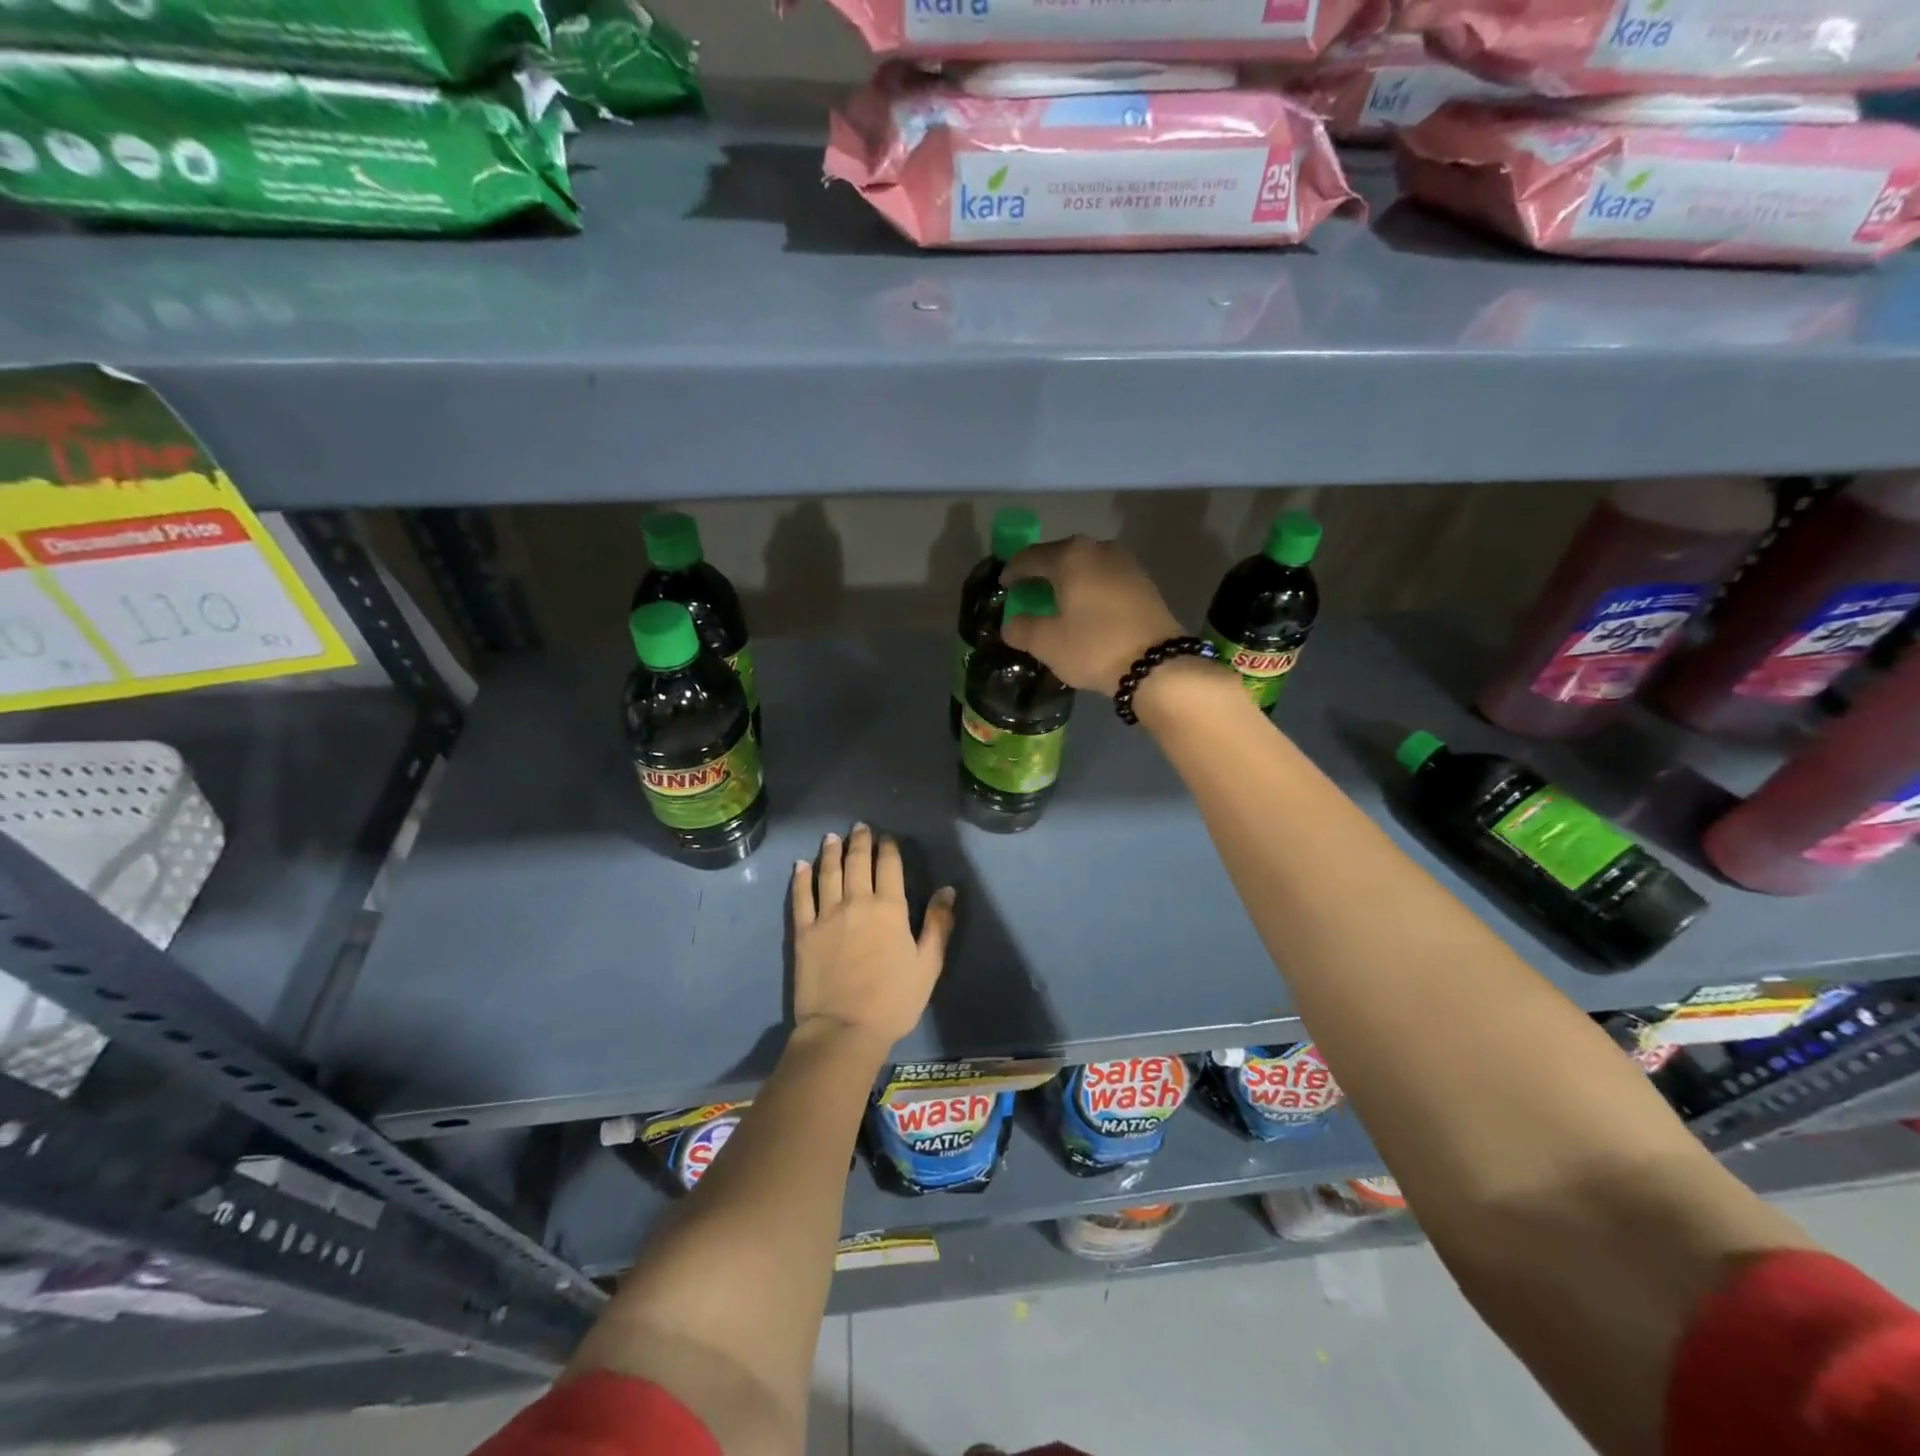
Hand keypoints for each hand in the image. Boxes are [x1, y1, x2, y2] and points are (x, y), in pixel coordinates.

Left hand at [790, 825, 955, 1053]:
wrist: (844, 1029)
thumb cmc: (893, 1000)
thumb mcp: (928, 964)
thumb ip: (938, 924)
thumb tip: (948, 889)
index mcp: (889, 908)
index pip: (889, 866)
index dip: (888, 848)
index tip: (887, 837)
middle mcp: (857, 902)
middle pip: (857, 862)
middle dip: (859, 841)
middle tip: (860, 827)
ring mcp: (826, 915)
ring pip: (828, 872)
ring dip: (830, 851)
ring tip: (832, 837)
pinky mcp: (804, 932)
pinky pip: (801, 897)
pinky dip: (801, 878)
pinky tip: (800, 865)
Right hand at [1001, 536, 1184, 694]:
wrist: (1157, 664)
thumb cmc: (1093, 647)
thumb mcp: (1046, 643)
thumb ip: (1020, 628)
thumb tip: (1011, 624)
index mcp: (1070, 556)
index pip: (1030, 557)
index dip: (1013, 571)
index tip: (1004, 585)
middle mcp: (1098, 549)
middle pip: (1060, 556)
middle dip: (1042, 573)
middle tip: (1028, 592)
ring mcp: (1126, 563)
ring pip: (1086, 566)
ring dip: (1068, 580)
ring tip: (1057, 601)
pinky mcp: (1143, 582)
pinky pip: (1105, 578)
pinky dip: (1090, 588)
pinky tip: (1085, 608)